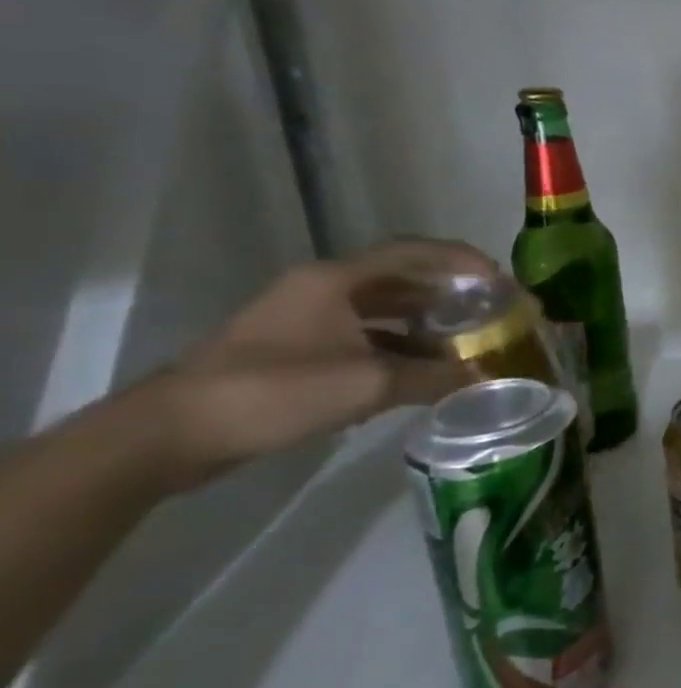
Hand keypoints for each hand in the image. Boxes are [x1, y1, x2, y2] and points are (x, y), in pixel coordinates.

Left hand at [161, 238, 497, 475]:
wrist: (171, 434)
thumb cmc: (274, 391)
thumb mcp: (367, 384)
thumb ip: (433, 377)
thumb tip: (486, 379)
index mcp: (338, 280)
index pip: (416, 252)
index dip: (464, 261)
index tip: (502, 281)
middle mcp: (324, 289)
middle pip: (402, 280)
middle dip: (451, 295)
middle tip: (491, 313)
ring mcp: (306, 319)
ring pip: (383, 311)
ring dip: (426, 325)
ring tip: (467, 343)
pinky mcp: (295, 349)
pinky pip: (364, 337)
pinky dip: (399, 348)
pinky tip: (423, 371)